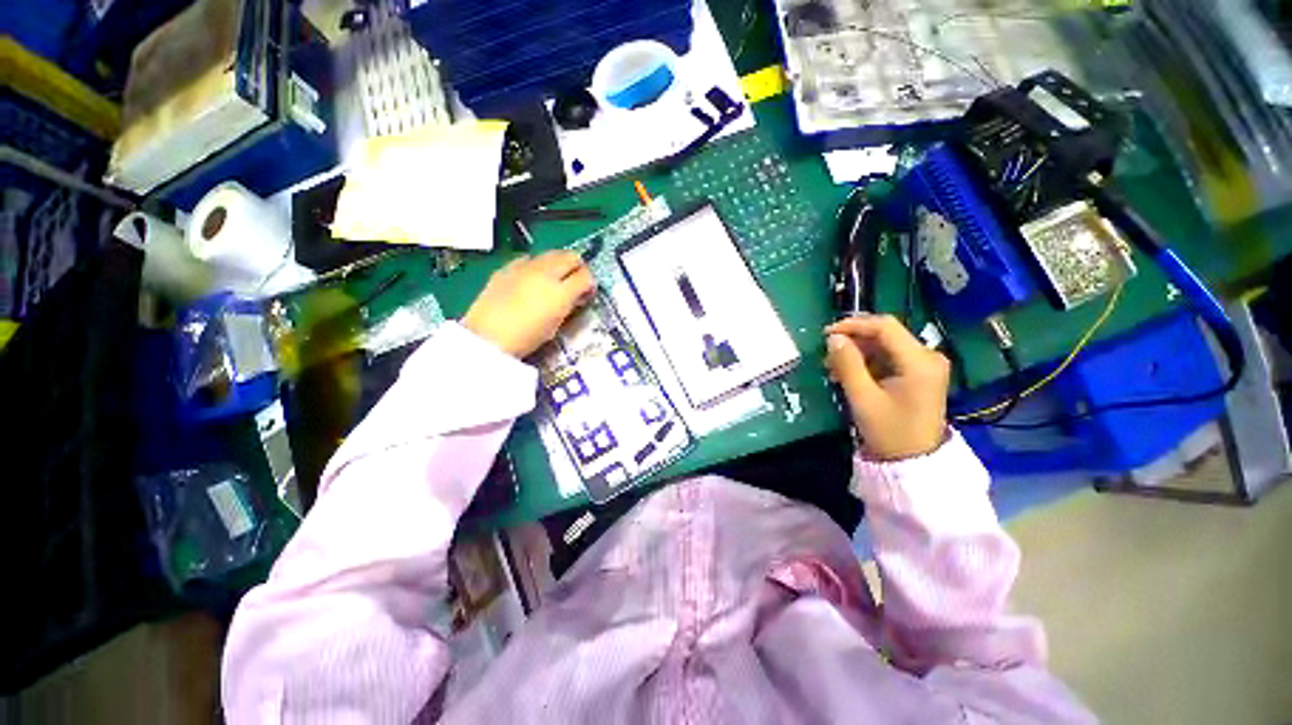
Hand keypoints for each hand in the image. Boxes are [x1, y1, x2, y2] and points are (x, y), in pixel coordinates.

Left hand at [463, 251, 594, 357]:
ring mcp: (525, 266)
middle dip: (577, 267)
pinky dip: (537, 264)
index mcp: (561, 292)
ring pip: (552, 253)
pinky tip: (532, 277)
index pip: (586, 276)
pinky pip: (530, 258)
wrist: (487, 336)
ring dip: (559, 263)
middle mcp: (546, 273)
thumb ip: (569, 306)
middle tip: (575, 281)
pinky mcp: (508, 266)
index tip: (587, 292)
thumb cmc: (526, 338)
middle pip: (571, 256)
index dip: (589, 283)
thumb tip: (577, 296)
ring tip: (555, 278)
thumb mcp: (555, 326)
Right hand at [825, 314, 949, 460]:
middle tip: (827, 355)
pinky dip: (867, 362)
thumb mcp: (863, 397)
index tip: (826, 334)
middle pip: (886, 334)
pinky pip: (889, 357)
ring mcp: (925, 365)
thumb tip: (833, 338)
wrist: (913, 462)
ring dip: (857, 352)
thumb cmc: (889, 431)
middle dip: (853, 341)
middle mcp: (928, 356)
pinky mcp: (919, 374)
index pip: (885, 327)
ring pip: (885, 345)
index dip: (853, 325)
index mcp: (919, 361)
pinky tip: (849, 373)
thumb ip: (848, 364)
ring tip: (834, 368)